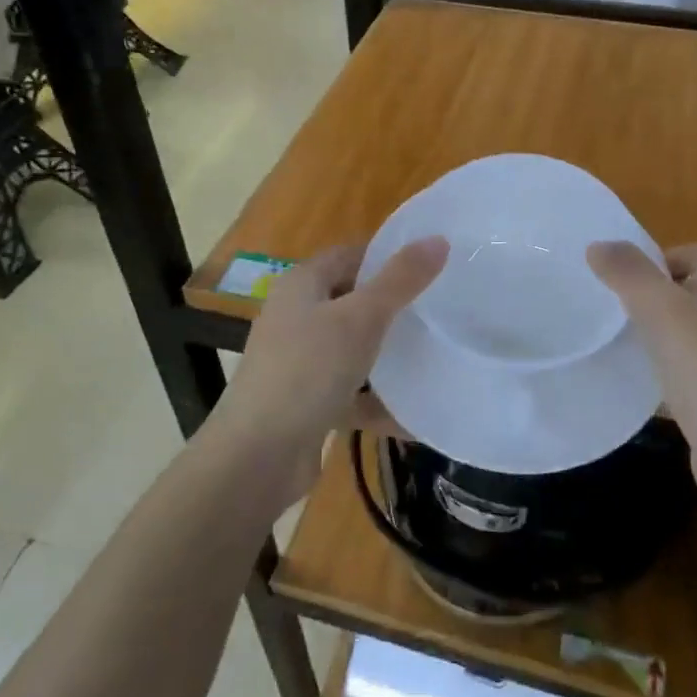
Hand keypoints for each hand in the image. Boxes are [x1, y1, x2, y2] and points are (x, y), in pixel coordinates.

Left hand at [207, 237, 446, 509]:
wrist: (257, 457)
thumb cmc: (308, 371)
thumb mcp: (361, 319)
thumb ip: (401, 280)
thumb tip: (438, 239)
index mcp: (302, 284)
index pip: (350, 255)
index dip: (388, 256)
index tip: (432, 265)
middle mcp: (296, 316)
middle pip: (353, 300)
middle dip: (393, 308)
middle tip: (439, 311)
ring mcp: (299, 361)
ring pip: (352, 348)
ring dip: (387, 357)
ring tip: (433, 357)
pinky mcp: (305, 403)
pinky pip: (349, 393)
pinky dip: (376, 402)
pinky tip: (412, 415)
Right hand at [587, 240, 696, 506]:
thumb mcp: (661, 309)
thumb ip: (629, 273)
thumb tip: (598, 244)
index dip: (669, 255)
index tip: (633, 276)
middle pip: (690, 289)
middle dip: (653, 294)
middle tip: (615, 305)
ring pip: (685, 329)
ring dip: (655, 331)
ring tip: (618, 338)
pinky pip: (684, 367)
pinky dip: (661, 368)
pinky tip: (637, 378)